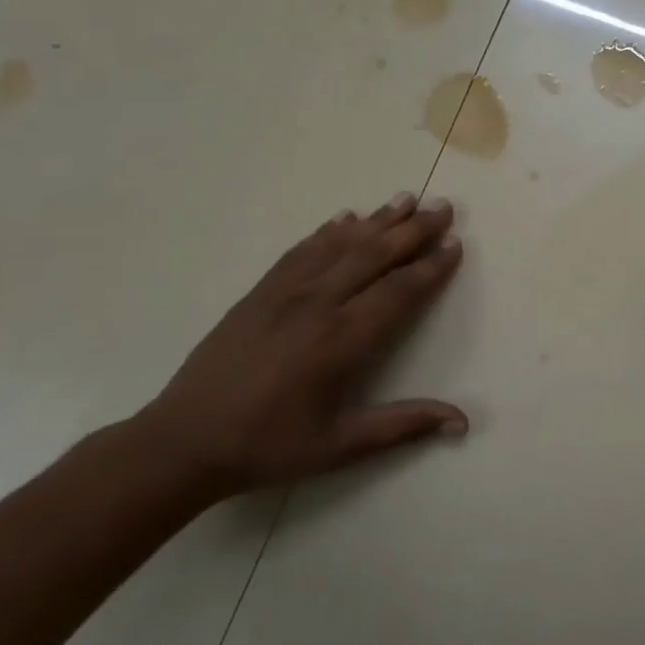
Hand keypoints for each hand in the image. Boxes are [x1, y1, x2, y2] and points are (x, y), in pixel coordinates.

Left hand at [133, 192, 466, 495]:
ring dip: (376, 220)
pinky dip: (328, 232)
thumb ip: (403, 426)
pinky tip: (344, 219)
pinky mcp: (259, 293)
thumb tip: (462, 421)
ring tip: (405, 199)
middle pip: (373, 256)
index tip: (456, 244)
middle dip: (413, 230)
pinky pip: (301, 251)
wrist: (182, 441)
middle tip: (443, 206)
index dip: (430, 268)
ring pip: (339, 245)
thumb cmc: (268, 446)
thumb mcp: (340, 446)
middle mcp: (317, 305)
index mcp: (341, 340)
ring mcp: (284, 294)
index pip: (398, 292)